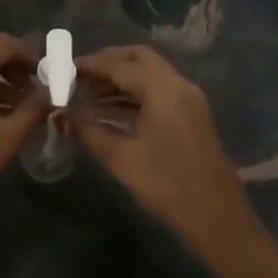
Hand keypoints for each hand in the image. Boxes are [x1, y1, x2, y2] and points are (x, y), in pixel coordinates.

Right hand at [70, 45, 255, 242]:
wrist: (217, 219)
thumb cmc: (167, 187)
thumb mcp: (121, 159)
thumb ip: (88, 132)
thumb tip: (60, 115)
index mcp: (164, 90)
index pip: (120, 65)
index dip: (89, 65)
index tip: (62, 69)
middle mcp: (179, 85)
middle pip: (139, 58)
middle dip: (107, 63)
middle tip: (77, 76)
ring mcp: (189, 99)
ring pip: (150, 74)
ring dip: (120, 78)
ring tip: (86, 94)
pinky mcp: (191, 115)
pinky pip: (158, 91)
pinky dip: (133, 93)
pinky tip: (109, 110)